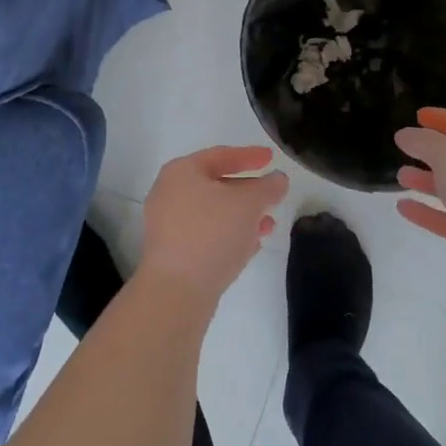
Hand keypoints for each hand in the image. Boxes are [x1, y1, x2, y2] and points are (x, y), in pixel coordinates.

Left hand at [138, 146, 289, 307]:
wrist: (177, 290)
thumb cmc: (212, 233)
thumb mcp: (249, 204)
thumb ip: (268, 187)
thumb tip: (278, 180)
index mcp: (181, 172)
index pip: (220, 155)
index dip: (249, 156)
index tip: (271, 158)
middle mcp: (169, 193)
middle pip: (216, 184)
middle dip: (248, 191)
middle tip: (273, 195)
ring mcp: (168, 224)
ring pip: (213, 212)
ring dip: (242, 216)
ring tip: (269, 225)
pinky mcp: (172, 252)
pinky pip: (206, 234)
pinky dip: (229, 234)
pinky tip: (251, 246)